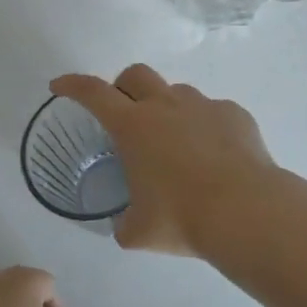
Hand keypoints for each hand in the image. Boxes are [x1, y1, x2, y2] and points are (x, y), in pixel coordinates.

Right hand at [50, 65, 278, 256]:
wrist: (246, 209)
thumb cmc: (183, 218)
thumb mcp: (139, 231)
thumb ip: (125, 223)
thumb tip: (127, 225)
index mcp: (134, 126)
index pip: (93, 93)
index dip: (73, 85)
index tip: (60, 85)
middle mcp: (167, 105)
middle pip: (136, 74)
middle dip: (123, 86)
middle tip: (124, 114)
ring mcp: (204, 105)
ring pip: (177, 91)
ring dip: (167, 108)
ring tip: (175, 143)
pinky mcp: (234, 114)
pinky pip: (212, 111)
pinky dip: (205, 126)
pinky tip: (214, 155)